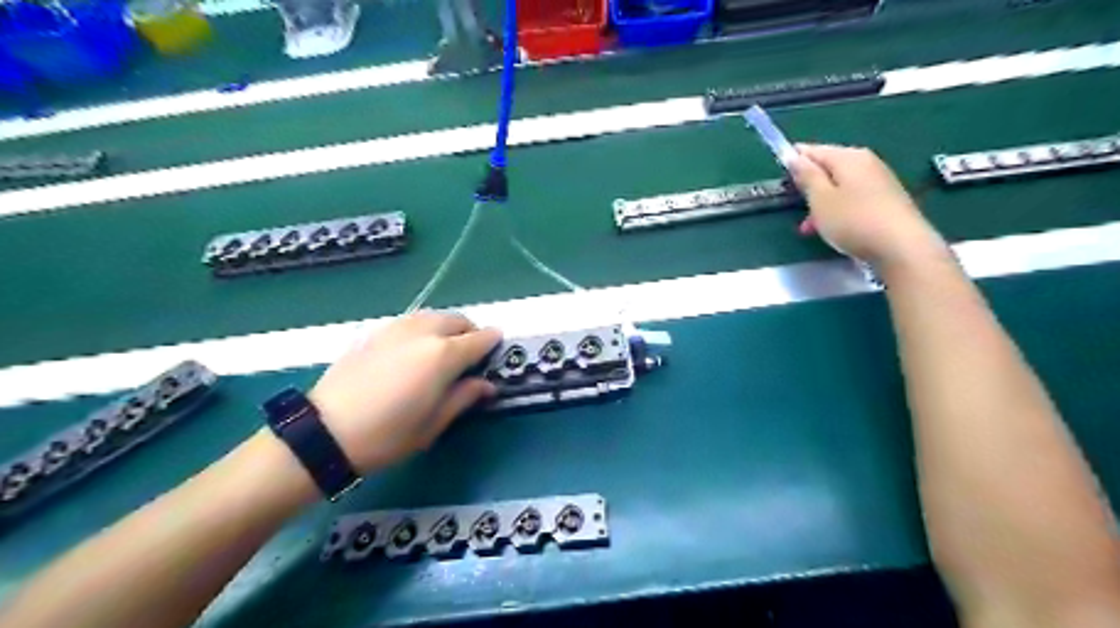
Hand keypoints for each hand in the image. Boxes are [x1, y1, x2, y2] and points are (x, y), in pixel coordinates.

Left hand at [304, 312, 497, 472]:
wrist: (324, 432)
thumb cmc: (387, 435)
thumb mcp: (433, 423)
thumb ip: (464, 397)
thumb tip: (487, 385)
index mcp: (444, 355)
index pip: (480, 339)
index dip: (493, 342)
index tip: (498, 349)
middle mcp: (423, 332)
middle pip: (458, 320)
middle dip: (471, 332)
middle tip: (471, 355)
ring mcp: (397, 328)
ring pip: (433, 316)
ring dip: (447, 327)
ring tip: (444, 350)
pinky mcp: (375, 333)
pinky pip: (410, 321)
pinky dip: (423, 329)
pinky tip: (414, 351)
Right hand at [786, 143, 941, 267]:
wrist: (901, 246)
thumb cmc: (853, 220)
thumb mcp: (820, 199)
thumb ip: (807, 176)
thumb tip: (795, 156)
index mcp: (848, 157)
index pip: (814, 150)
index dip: (795, 160)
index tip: (781, 176)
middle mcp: (866, 162)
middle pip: (829, 168)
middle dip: (810, 186)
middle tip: (795, 207)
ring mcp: (879, 180)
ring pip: (840, 186)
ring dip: (822, 203)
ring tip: (809, 227)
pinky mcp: (887, 199)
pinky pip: (853, 198)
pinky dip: (838, 210)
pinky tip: (832, 229)